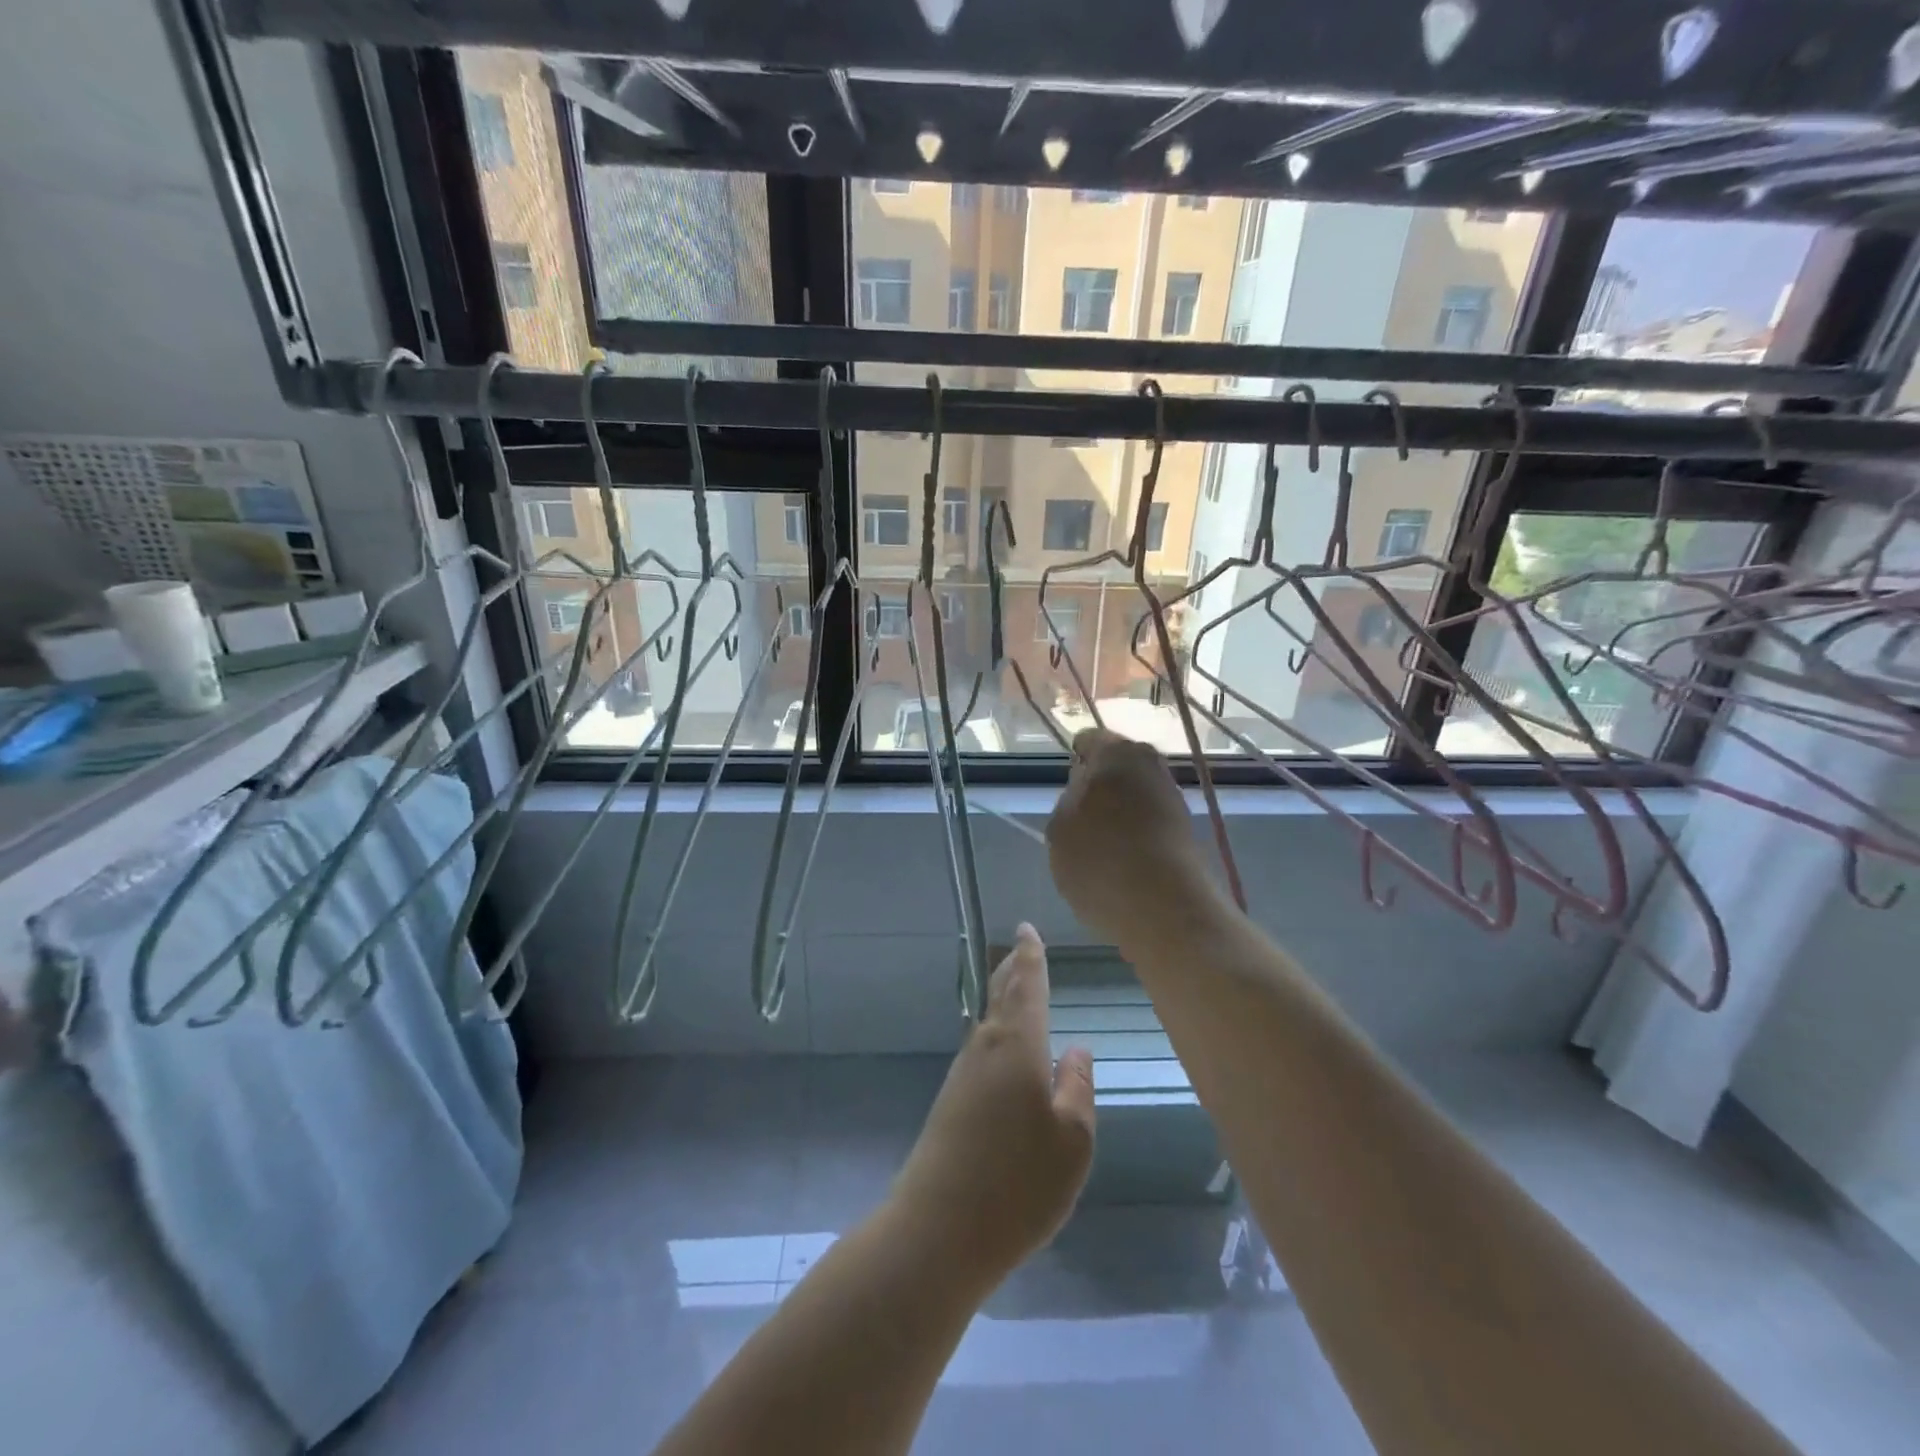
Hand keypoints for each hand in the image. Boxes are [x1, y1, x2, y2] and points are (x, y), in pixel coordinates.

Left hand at [890, 925, 1094, 1281]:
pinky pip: (981, 1051)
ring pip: (989, 1023)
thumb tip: (1075, 1049)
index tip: (1027, 928)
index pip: (1026, 986)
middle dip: (1013, 970)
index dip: (1031, 955)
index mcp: (1017, 1046)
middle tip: (1021, 948)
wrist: (938, 1230)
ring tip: (1016, 987)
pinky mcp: (950, 1103)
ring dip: (1003, 1000)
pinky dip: (997, 1035)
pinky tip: (1004, 1052)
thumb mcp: (1072, 1140)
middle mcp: (985, 1049)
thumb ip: (1076, 1088)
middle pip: (1000, 997)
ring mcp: (962, 1075)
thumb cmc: (1018, 1183)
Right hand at [1048, 727, 1206, 943]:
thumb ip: (1067, 802)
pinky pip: (1149, 822)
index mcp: (1115, 752)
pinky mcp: (1186, 829)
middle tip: (1080, 823)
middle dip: (1099, 788)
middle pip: (1115, 768)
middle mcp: (1150, 764)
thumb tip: (1084, 794)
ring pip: (1134, 795)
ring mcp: (1172, 796)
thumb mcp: (1059, 829)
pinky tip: (1123, 864)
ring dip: (1118, 814)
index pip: (1088, 740)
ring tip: (1101, 850)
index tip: (1066, 791)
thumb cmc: (1100, 860)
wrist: (1165, 909)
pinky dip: (1136, 835)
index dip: (1074, 762)